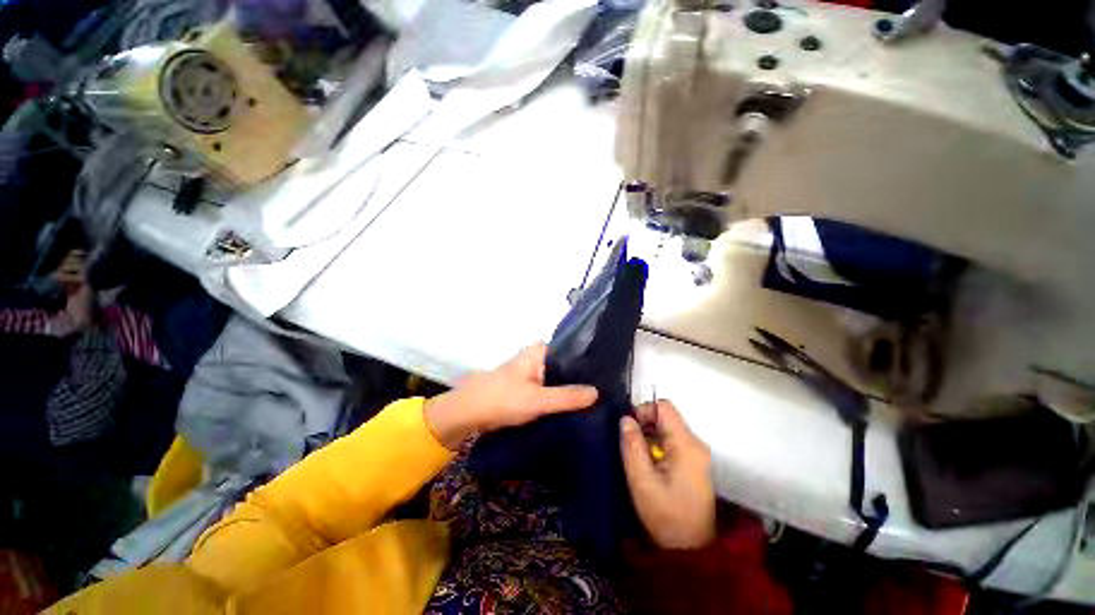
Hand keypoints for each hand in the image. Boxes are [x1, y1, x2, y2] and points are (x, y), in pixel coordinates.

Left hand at [424, 343, 597, 449]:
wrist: (468, 413)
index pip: (571, 352)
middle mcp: (536, 357)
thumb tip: (597, 392)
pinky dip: (557, 396)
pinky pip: (548, 388)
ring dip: (569, 389)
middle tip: (604, 392)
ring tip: (593, 400)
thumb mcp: (538, 400)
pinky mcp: (526, 387)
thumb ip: (567, 397)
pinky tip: (571, 407)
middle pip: (565, 367)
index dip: (588, 364)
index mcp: (539, 351)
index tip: (606, 377)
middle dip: (580, 379)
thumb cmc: (503, 399)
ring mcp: (530, 372)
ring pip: (556, 379)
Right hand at [620, 400, 715, 548]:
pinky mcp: (694, 462)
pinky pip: (672, 441)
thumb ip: (632, 445)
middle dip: (644, 425)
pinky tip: (649, 464)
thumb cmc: (666, 515)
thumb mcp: (642, 480)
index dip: (643, 410)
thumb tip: (625, 419)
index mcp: (686, 444)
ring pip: (668, 428)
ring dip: (649, 436)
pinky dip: (657, 445)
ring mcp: (697, 453)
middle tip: (629, 444)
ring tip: (637, 456)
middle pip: (666, 416)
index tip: (628, 429)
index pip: (664, 407)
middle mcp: (695, 443)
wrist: (691, 549)